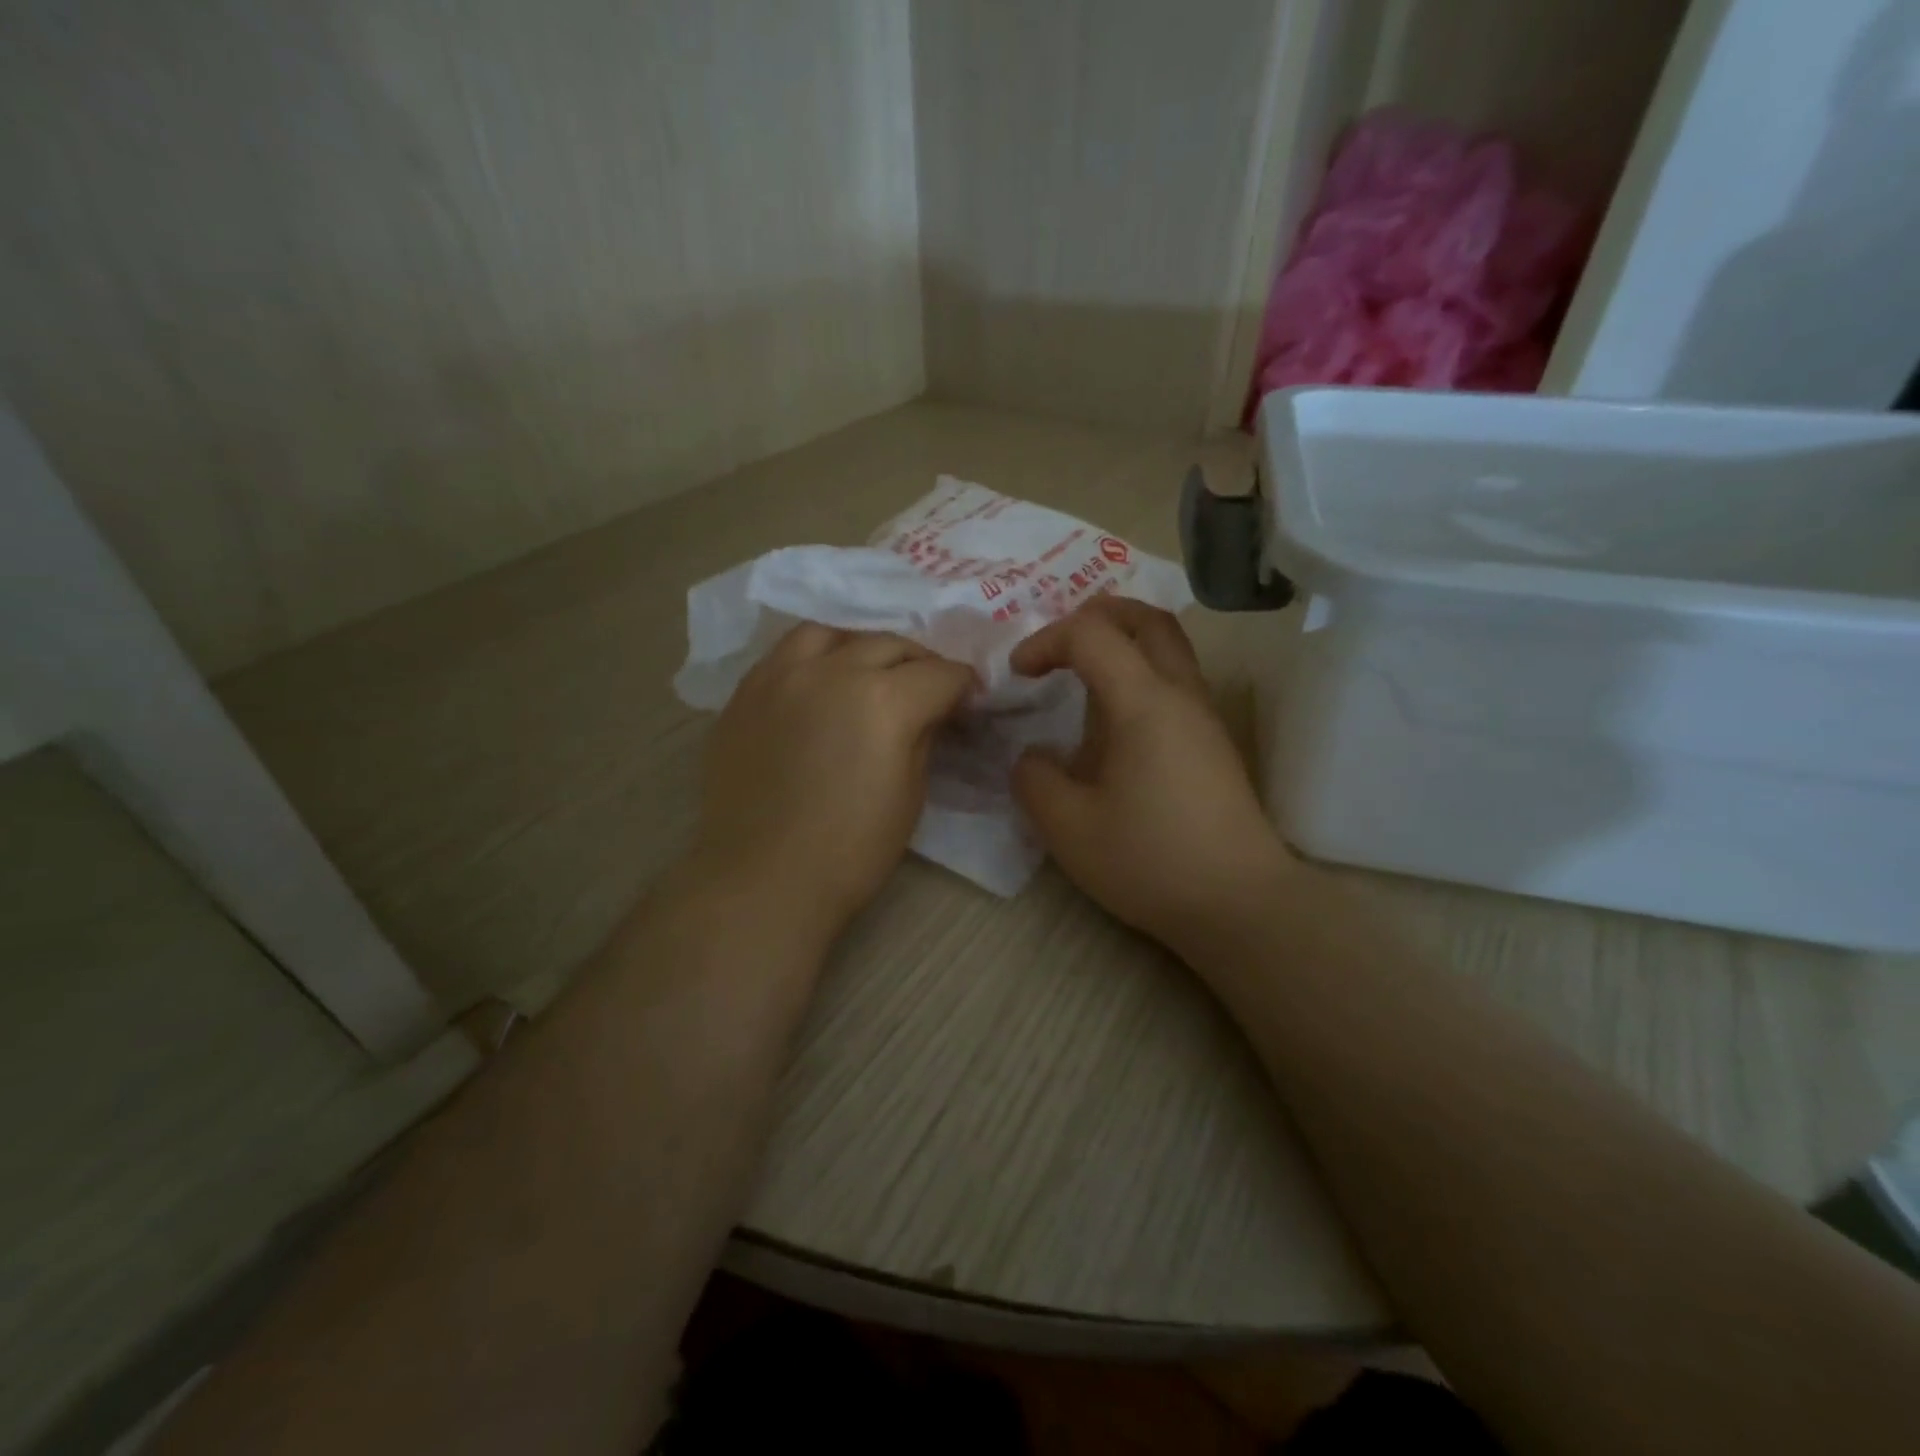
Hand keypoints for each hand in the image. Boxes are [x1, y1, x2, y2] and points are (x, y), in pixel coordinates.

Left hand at [692, 624, 974, 939]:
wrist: (764, 879)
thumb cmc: (851, 851)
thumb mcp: (910, 794)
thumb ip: (923, 736)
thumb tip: (930, 712)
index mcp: (885, 699)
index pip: (941, 674)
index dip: (964, 687)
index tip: (969, 702)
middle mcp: (833, 671)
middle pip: (890, 645)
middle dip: (920, 663)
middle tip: (928, 690)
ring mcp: (781, 676)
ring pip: (831, 634)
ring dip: (860, 648)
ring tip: (866, 672)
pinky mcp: (746, 693)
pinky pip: (785, 655)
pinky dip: (814, 660)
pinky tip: (819, 686)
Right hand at [1010, 598, 1291, 953]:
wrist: (1239, 904)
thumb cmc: (1150, 861)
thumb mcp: (1067, 828)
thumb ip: (1034, 780)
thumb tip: (1035, 757)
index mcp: (1144, 702)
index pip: (1092, 634)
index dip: (1046, 640)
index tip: (1019, 675)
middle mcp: (1181, 694)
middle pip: (1147, 618)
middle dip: (1097, 615)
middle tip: (1059, 644)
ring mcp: (1204, 717)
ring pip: (1168, 647)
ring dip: (1121, 644)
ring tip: (1081, 679)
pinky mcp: (1213, 743)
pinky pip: (1174, 682)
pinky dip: (1138, 676)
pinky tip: (1112, 726)